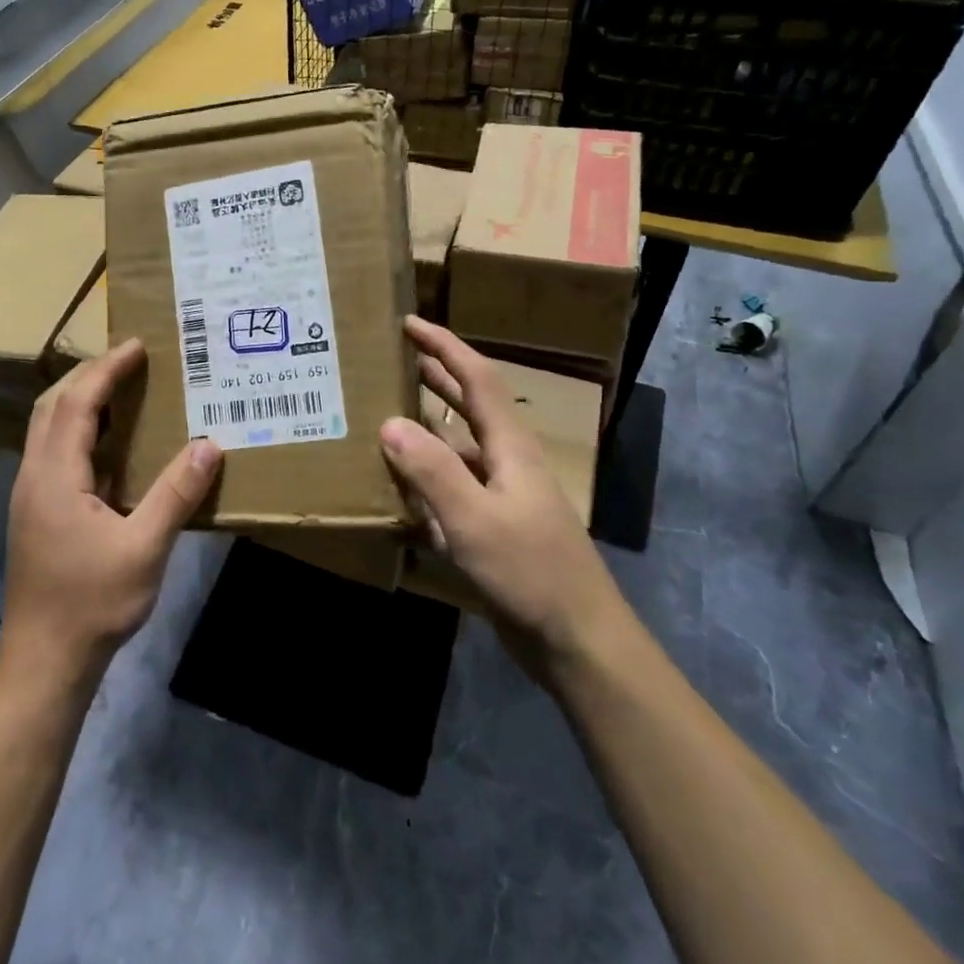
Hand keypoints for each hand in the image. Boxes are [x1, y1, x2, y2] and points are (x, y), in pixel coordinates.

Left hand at [1, 338, 221, 681]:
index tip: (137, 346)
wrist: (45, 660)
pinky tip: (109, 446)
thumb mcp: (144, 548)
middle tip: (129, 361)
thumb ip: (176, 494)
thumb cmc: (93, 603)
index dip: (107, 370)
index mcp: (55, 475)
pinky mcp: (36, 514)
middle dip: (88, 376)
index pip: (78, 403)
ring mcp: (31, 495)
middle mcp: (35, 476)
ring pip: (48, 429)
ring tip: (121, 391)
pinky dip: (79, 430)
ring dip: (80, 401)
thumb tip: (209, 445)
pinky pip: (54, 452)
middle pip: (52, 406)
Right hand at [380, 316, 630, 667]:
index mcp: (510, 446)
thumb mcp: (474, 520)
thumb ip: (432, 471)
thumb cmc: (530, 573)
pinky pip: (454, 484)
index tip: (410, 322)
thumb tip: (389, 423)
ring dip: (428, 424)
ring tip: (386, 411)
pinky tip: (401, 485)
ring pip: (459, 445)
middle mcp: (507, 460)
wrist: (578, 640)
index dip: (444, 346)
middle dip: (435, 374)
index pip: (476, 378)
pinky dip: (427, 473)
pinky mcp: (495, 524)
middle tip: (394, 356)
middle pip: (469, 403)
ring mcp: (503, 494)